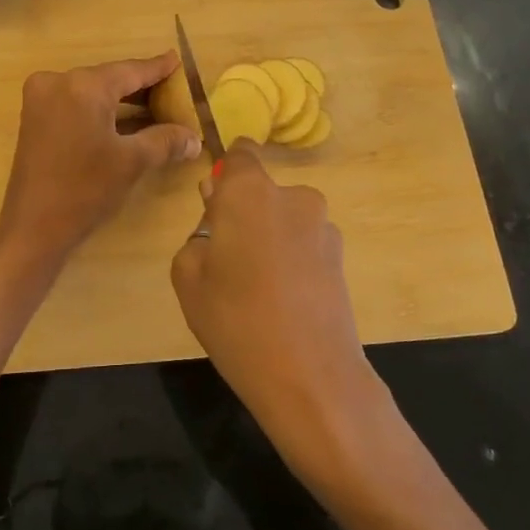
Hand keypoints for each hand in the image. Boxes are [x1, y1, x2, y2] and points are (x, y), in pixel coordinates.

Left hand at [0, 54, 201, 259]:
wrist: (33, 226)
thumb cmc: (85, 190)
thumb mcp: (132, 162)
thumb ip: (166, 141)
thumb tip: (195, 138)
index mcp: (83, 86)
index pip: (130, 71)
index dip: (157, 68)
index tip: (177, 60)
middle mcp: (58, 81)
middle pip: (110, 78)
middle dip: (141, 87)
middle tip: (172, 89)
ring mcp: (41, 98)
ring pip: (92, 91)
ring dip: (121, 100)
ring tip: (155, 105)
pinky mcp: (35, 116)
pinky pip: (76, 103)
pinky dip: (100, 110)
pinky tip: (125, 120)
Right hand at [170, 142, 386, 472]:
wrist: (310, 376)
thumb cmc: (235, 320)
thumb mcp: (188, 278)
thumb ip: (197, 236)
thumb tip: (215, 221)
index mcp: (249, 191)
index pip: (240, 154)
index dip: (225, 173)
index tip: (214, 205)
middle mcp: (292, 196)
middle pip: (261, 191)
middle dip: (243, 213)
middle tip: (226, 259)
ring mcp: (322, 227)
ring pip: (284, 219)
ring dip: (269, 237)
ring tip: (256, 288)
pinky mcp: (341, 257)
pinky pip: (304, 243)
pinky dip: (291, 259)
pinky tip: (282, 300)